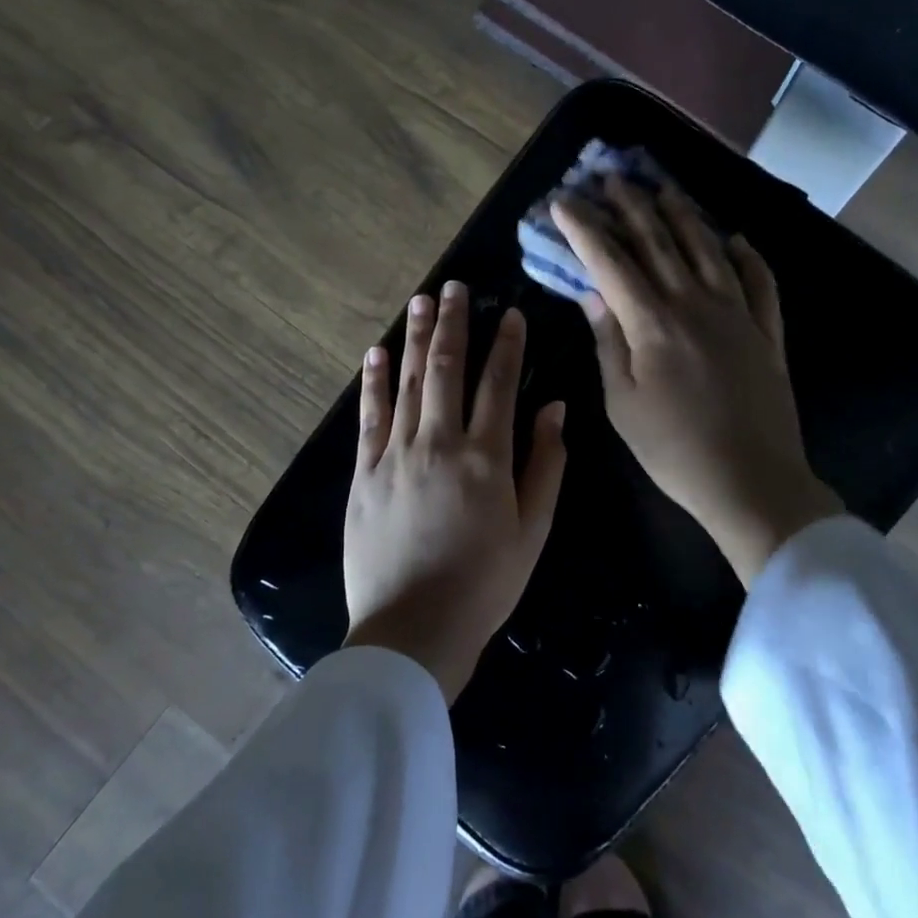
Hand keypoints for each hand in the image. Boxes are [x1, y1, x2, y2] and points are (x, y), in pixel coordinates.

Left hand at [343, 280, 568, 701]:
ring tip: (420, 301)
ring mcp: (396, 455)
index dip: (507, 345)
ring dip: (414, 338)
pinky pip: (369, 417)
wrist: (413, 630)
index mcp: (487, 457)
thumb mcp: (533, 530)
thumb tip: (553, 408)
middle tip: (455, 287)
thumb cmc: (485, 584)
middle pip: (447, 369)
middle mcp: (440, 443)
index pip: (499, 384)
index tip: (510, 313)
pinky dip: (373, 382)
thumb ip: (546, 464)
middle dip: (453, 324)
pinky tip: (376, 353)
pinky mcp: (364, 474)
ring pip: (408, 383)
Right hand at [552, 178, 840, 585]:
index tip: (564, 201)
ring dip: (683, 215)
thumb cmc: (675, 450)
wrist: (753, 482)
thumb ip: (608, 342)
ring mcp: (738, 314)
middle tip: (610, 177)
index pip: (611, 261)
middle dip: (630, 206)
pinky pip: (760, 282)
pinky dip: (748, 257)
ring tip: (664, 189)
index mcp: (653, 322)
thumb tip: (592, 293)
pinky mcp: (767, 333)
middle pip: (659, 242)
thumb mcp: (623, 403)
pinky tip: (737, 239)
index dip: (585, 228)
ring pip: (708, 250)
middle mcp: (696, 303)